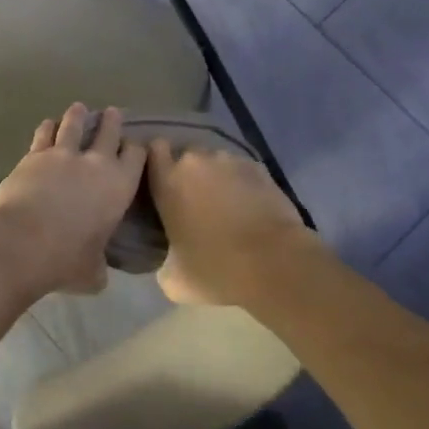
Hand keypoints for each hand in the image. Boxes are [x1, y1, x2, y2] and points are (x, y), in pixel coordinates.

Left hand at [0, 104, 147, 298]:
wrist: (22, 242)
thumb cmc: (65, 260)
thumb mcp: (92, 272)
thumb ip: (99, 266)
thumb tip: (97, 272)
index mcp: (119, 186)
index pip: (136, 156)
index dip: (136, 149)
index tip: (135, 146)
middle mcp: (96, 162)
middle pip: (109, 131)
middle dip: (112, 121)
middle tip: (113, 113)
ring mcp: (63, 154)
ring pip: (75, 124)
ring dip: (78, 116)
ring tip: (79, 108)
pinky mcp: (34, 155)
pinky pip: (44, 134)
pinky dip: (48, 127)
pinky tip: (48, 124)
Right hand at [147, 140, 315, 305]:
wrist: (275, 264)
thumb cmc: (216, 270)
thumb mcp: (173, 278)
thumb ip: (163, 259)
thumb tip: (170, 258)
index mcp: (168, 182)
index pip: (153, 150)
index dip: (156, 162)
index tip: (160, 181)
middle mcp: (196, 162)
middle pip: (185, 154)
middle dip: (188, 173)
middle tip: (194, 200)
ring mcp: (230, 161)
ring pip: (215, 161)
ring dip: (216, 176)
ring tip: (225, 204)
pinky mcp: (260, 168)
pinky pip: (241, 170)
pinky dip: (241, 183)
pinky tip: (249, 206)